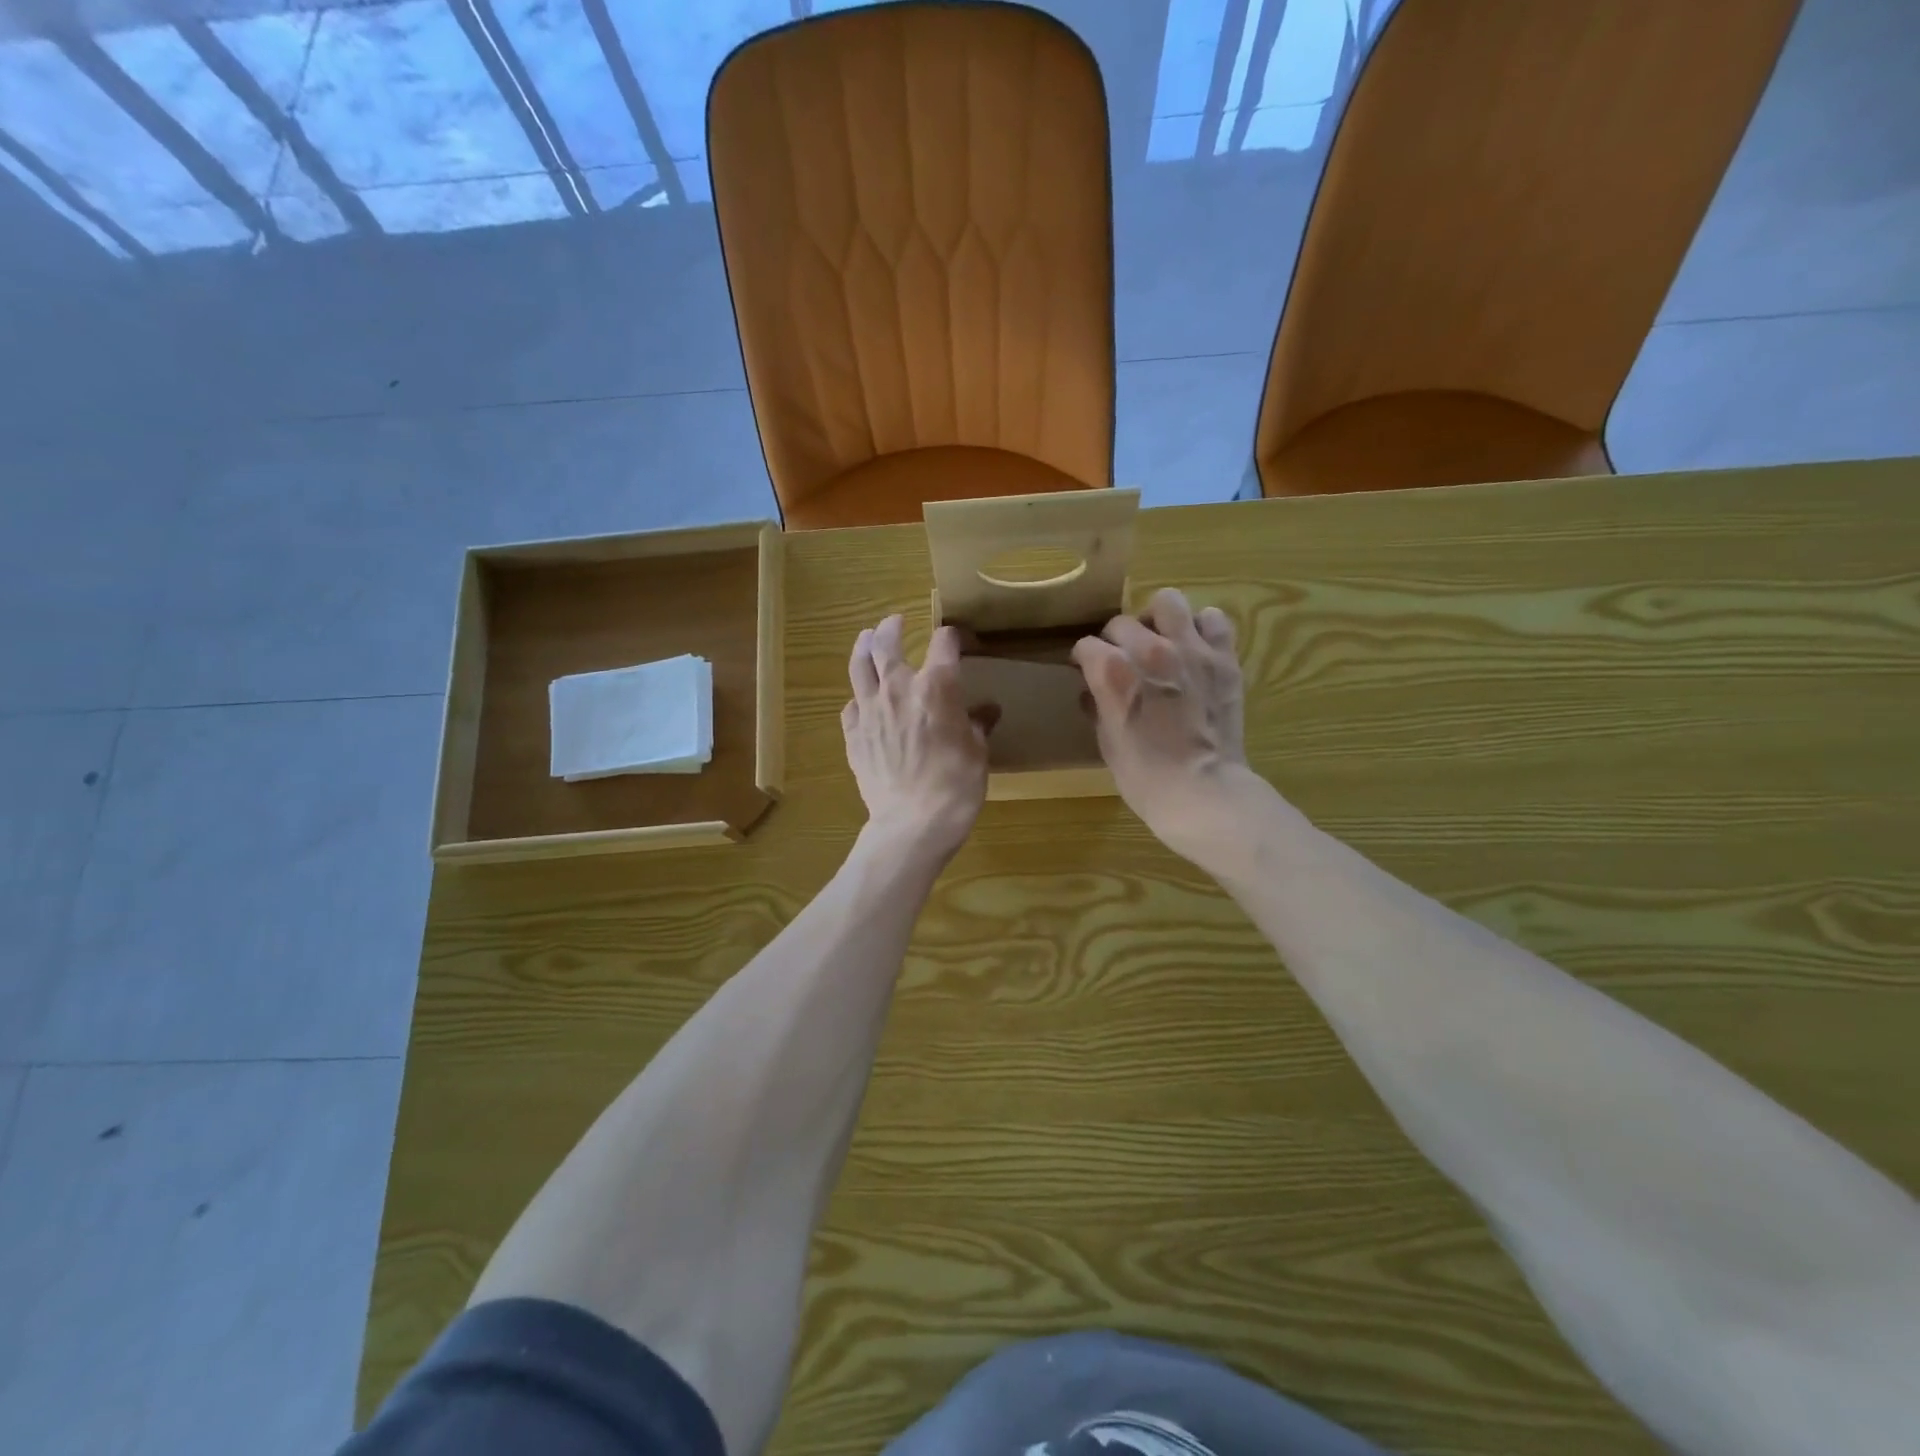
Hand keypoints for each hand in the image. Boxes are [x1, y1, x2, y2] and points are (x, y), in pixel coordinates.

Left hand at [843, 615, 996, 861]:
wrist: (912, 823)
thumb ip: (978, 725)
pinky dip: (858, 698)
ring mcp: (870, 711)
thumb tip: (987, 711)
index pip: (943, 643)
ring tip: (866, 639)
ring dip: (863, 648)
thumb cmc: (955, 786)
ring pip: (859, 667)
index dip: (951, 636)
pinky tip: (862, 702)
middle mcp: (898, 689)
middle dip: (892, 628)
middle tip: (895, 622)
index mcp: (935, 687)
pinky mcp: (853, 735)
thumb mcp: (978, 753)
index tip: (956, 640)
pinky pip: (851, 706)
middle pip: (887, 644)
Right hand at [1072, 588, 1257, 866]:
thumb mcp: (1106, 741)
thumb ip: (1100, 705)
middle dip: (1117, 640)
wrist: (1202, 792)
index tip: (1087, 671)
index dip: (1084, 660)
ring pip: (1168, 602)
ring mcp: (1190, 649)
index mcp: (1112, 672)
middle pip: (1122, 622)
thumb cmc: (1144, 777)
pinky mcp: (1224, 658)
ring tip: (1161, 641)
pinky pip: (1214, 620)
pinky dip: (1203, 629)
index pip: (1087, 646)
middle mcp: (1149, 650)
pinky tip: (1196, 648)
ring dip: (1159, 620)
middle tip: (1125, 662)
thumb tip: (1096, 690)